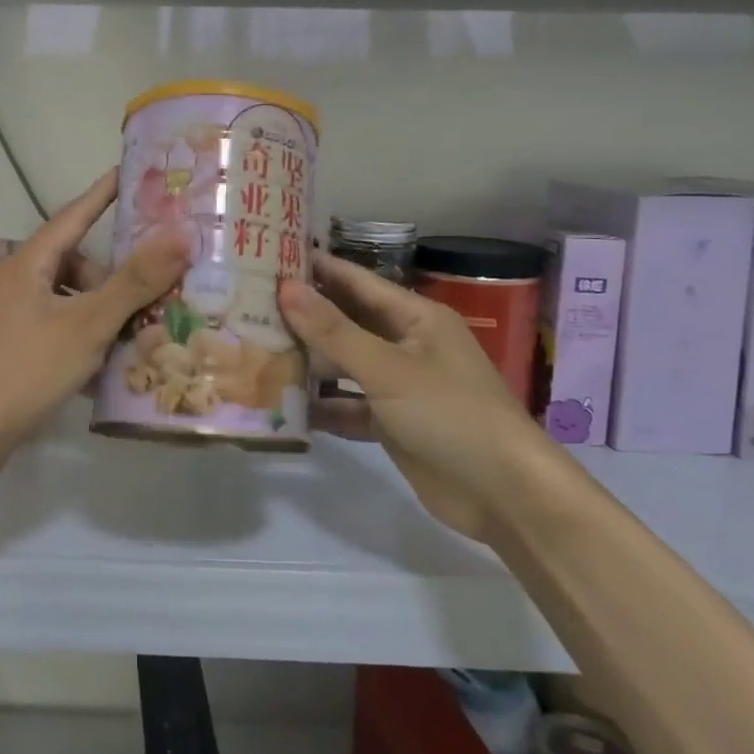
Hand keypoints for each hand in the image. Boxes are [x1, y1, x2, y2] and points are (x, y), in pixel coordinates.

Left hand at [0, 169, 188, 474]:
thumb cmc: (25, 369)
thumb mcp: (88, 324)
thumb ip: (134, 282)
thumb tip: (180, 237)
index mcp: (29, 263)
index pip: (75, 214)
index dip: (104, 194)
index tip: (130, 173)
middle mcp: (15, 281)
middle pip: (73, 263)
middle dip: (111, 278)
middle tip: (145, 299)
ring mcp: (7, 316)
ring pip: (65, 300)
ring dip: (98, 313)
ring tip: (127, 339)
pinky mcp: (5, 348)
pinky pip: (53, 328)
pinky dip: (78, 338)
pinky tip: (98, 368)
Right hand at [280, 252, 548, 540]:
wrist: (504, 495)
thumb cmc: (450, 413)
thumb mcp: (387, 368)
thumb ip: (333, 330)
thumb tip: (286, 288)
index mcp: (415, 318)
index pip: (356, 281)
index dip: (317, 269)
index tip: (270, 258)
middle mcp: (407, 345)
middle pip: (347, 323)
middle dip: (304, 317)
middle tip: (249, 307)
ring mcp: (400, 386)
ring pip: (345, 366)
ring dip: (310, 363)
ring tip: (257, 352)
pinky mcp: (394, 424)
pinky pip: (350, 407)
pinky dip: (325, 407)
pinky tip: (285, 408)